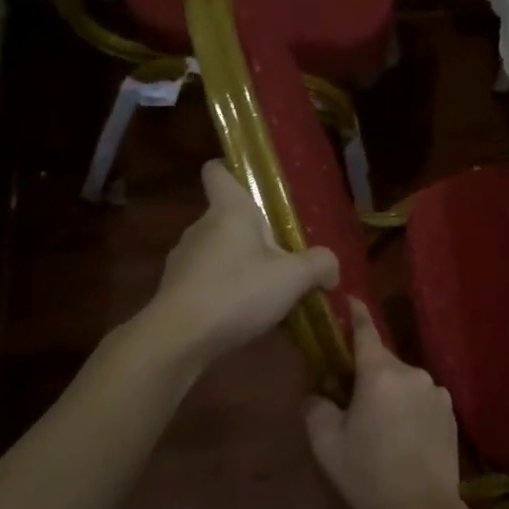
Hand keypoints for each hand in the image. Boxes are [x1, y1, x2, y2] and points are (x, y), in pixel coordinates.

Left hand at [145, 159, 338, 369]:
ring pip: (218, 250)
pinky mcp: (176, 289)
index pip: (218, 170)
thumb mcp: (293, 278)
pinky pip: (207, 279)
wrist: (178, 339)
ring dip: (240, 264)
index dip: (232, 169)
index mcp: (229, 210)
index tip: (255, 184)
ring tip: (268, 290)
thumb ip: (320, 265)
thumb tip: (332, 267)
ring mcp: (184, 258)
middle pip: (228, 216)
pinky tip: (244, 314)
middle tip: (285, 254)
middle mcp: (201, 226)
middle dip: (255, 233)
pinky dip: (225, 289)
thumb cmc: (237, 292)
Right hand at [305, 300, 462, 508]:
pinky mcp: (451, 412)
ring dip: (390, 393)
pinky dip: (409, 408)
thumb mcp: (327, 444)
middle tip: (351, 399)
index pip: (366, 331)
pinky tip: (403, 438)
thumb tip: (318, 393)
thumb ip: (317, 408)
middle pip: (383, 362)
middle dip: (367, 373)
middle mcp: (413, 373)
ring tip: (380, 427)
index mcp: (380, 374)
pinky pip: (422, 399)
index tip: (349, 299)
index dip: (356, 313)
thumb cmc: (368, 475)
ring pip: (404, 382)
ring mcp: (436, 392)